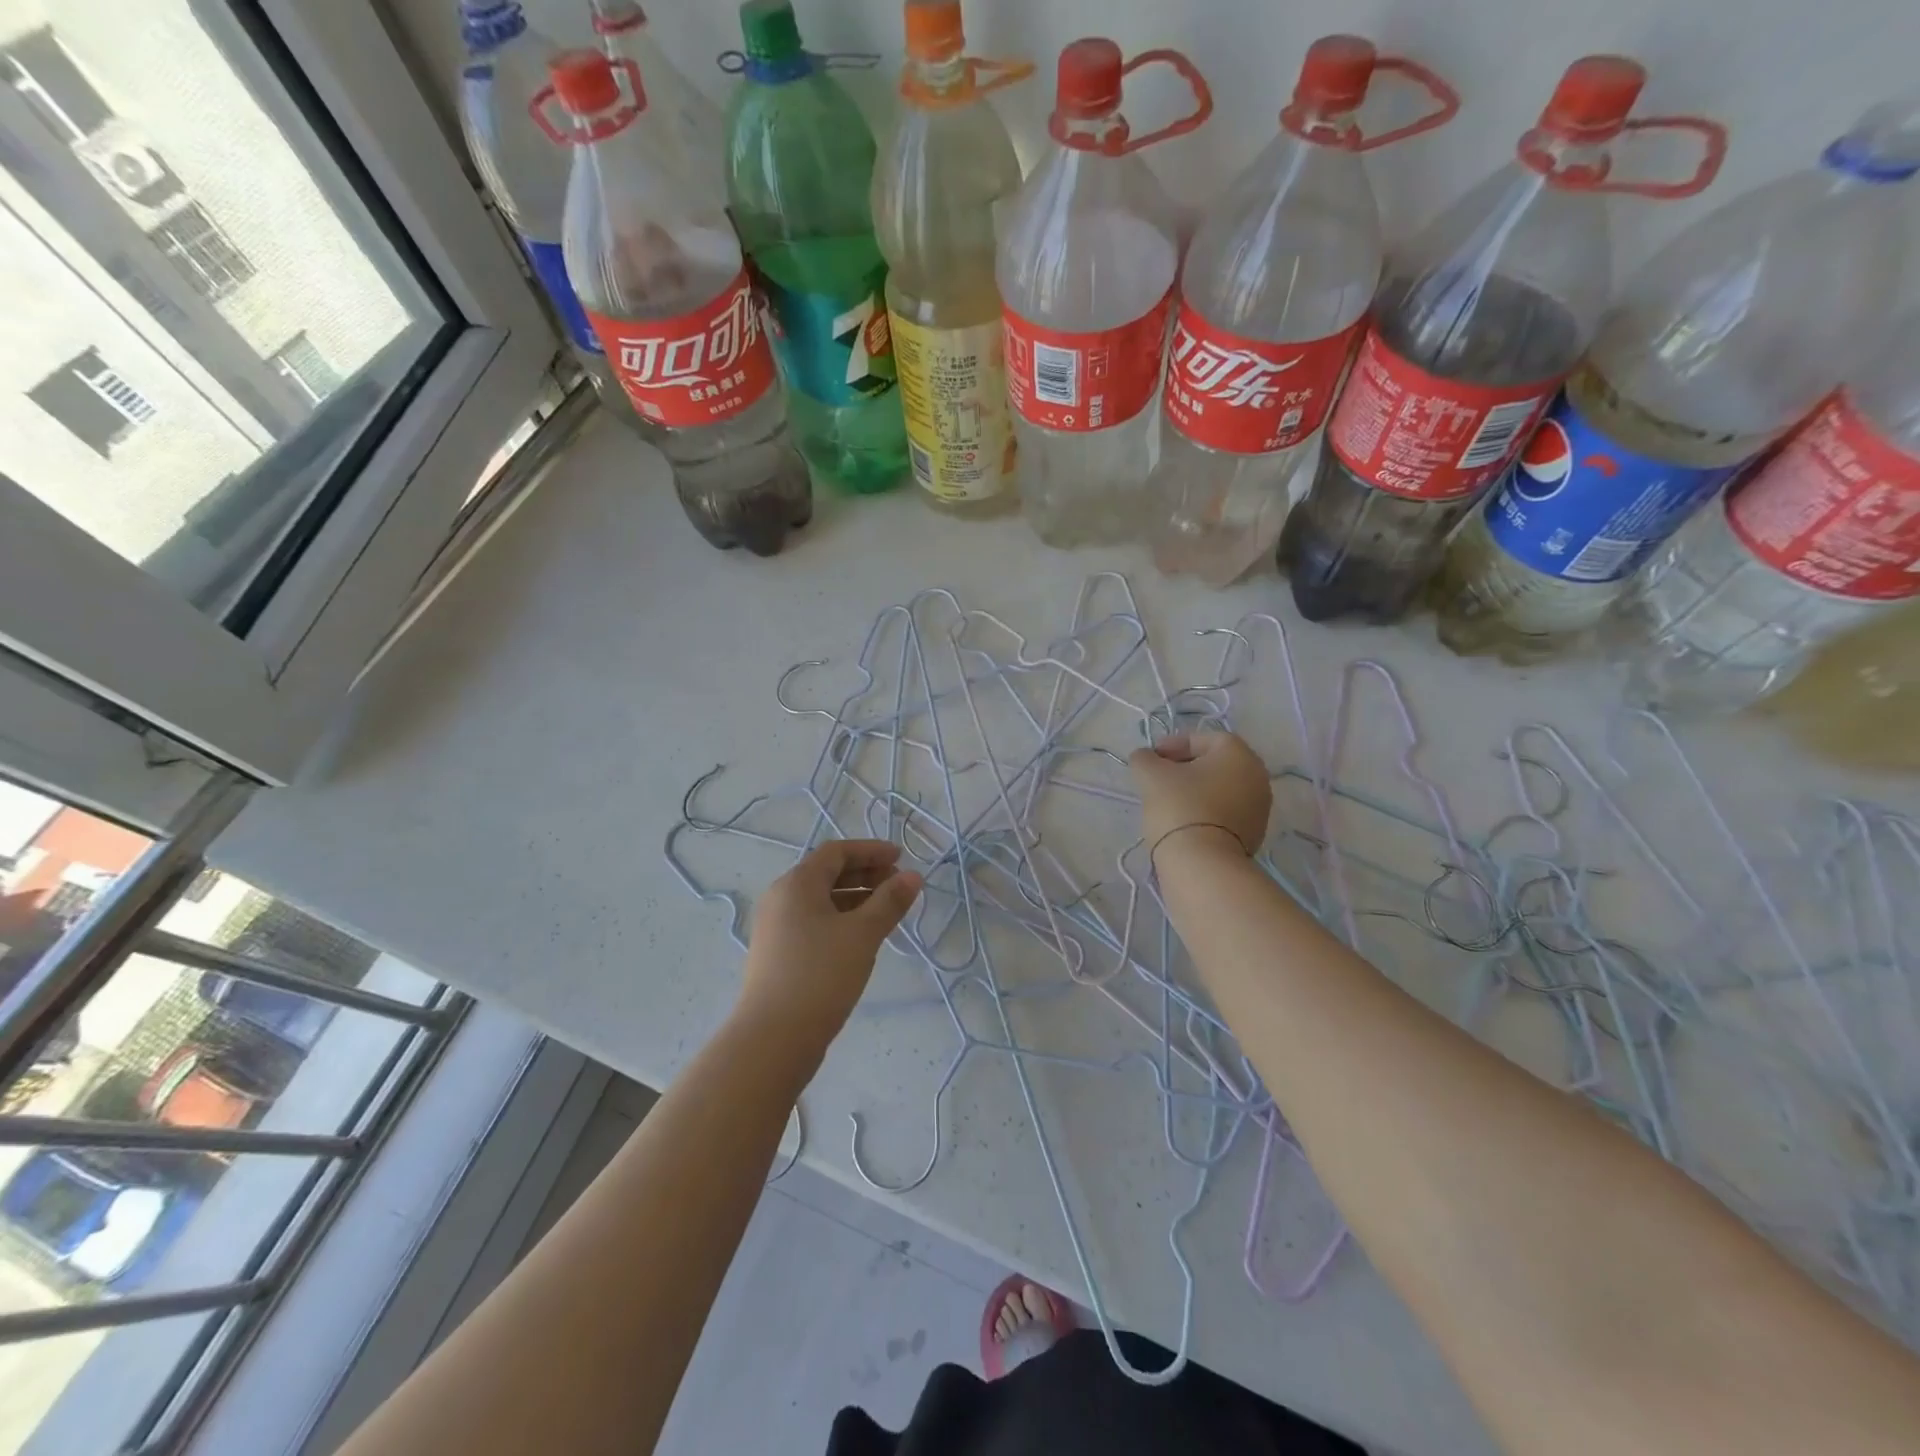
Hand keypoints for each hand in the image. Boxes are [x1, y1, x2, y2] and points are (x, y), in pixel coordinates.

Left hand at [736, 840, 922, 1060]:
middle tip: (899, 886)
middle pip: (827, 873)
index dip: (871, 851)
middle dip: (866, 874)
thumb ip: (890, 901)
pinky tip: (862, 937)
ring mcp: (776, 927)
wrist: (773, 1039)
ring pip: (821, 900)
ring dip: (856, 898)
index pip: (836, 852)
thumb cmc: (820, 975)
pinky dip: (841, 919)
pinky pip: (814, 922)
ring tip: (887, 912)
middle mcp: (781, 898)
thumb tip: (913, 876)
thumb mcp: (862, 934)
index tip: (901, 858)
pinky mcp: (778, 953)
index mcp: (796, 884)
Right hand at [1128, 731, 1270, 863]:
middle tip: (1158, 778)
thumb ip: (1145, 758)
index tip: (1151, 759)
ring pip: (1221, 789)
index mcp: (1238, 753)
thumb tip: (1145, 758)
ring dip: (1196, 791)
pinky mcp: (1254, 835)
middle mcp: (1257, 776)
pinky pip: (1225, 813)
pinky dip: (1205, 811)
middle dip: (1185, 768)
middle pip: (1215, 764)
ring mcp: (1259, 808)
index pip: (1203, 739)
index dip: (1173, 744)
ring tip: (1168, 802)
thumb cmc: (1180, 806)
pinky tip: (1184, 822)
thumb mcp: (1151, 774)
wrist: (1203, 863)